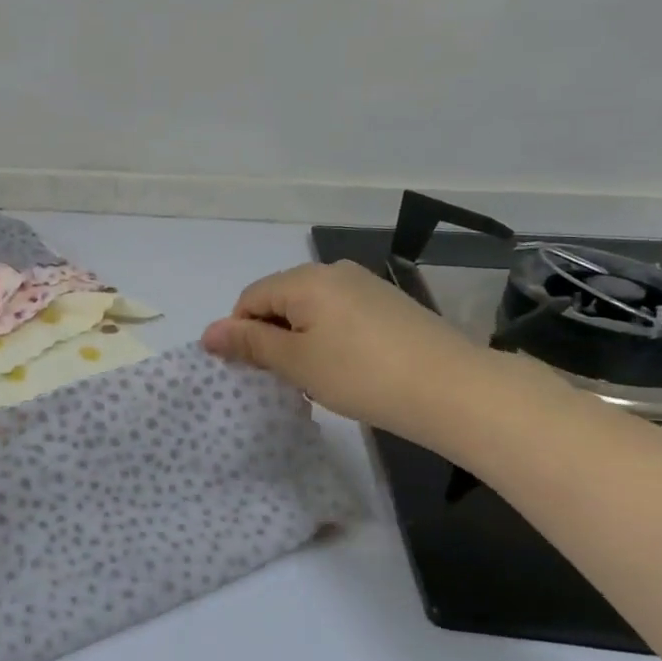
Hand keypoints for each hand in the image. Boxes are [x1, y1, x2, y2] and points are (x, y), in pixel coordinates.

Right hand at [201, 260, 515, 446]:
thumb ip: (250, 343)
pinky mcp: (390, 304)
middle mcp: (333, 271)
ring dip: (300, 340)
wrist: (454, 389)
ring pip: (310, 309)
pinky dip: (329, 338)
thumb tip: (208, 332)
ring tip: (315, 378)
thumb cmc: (361, 374)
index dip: (240, 334)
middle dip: (271, 336)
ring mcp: (366, 285)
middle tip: (282, 378)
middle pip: (280, 300)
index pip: (250, 299)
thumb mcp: (296, 362)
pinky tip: (346, 369)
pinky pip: (340, 315)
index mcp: (304, 279)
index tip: (252, 372)